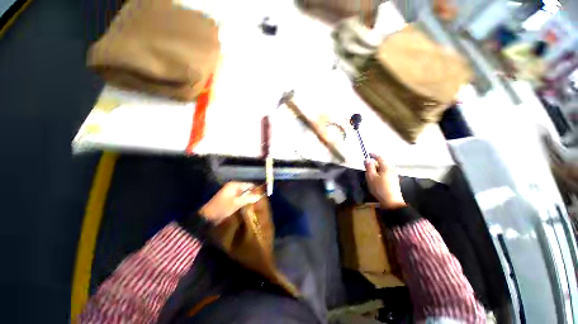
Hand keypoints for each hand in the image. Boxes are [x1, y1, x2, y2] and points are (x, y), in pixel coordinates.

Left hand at [200, 182, 262, 223]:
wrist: (208, 217)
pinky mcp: (231, 199)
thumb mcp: (237, 202)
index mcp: (235, 185)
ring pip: (245, 194)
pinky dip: (246, 201)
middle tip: (262, 200)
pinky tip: (250, 206)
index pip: (250, 184)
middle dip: (254, 194)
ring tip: (257, 203)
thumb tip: (261, 195)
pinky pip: (242, 198)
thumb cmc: (222, 208)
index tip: (264, 195)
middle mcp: (234, 187)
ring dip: (250, 198)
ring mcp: (232, 193)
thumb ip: (249, 197)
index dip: (257, 189)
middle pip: (248, 189)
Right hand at [364, 153, 405, 209]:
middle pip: (382, 164)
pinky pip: (385, 174)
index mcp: (386, 168)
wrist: (391, 202)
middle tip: (366, 165)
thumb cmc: (379, 188)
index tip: (368, 154)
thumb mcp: (371, 177)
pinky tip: (376, 179)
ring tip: (369, 173)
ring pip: (383, 169)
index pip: (380, 158)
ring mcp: (393, 177)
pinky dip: (379, 173)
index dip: (374, 155)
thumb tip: (367, 159)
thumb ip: (369, 167)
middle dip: (374, 163)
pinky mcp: (393, 182)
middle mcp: (391, 170)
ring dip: (376, 169)